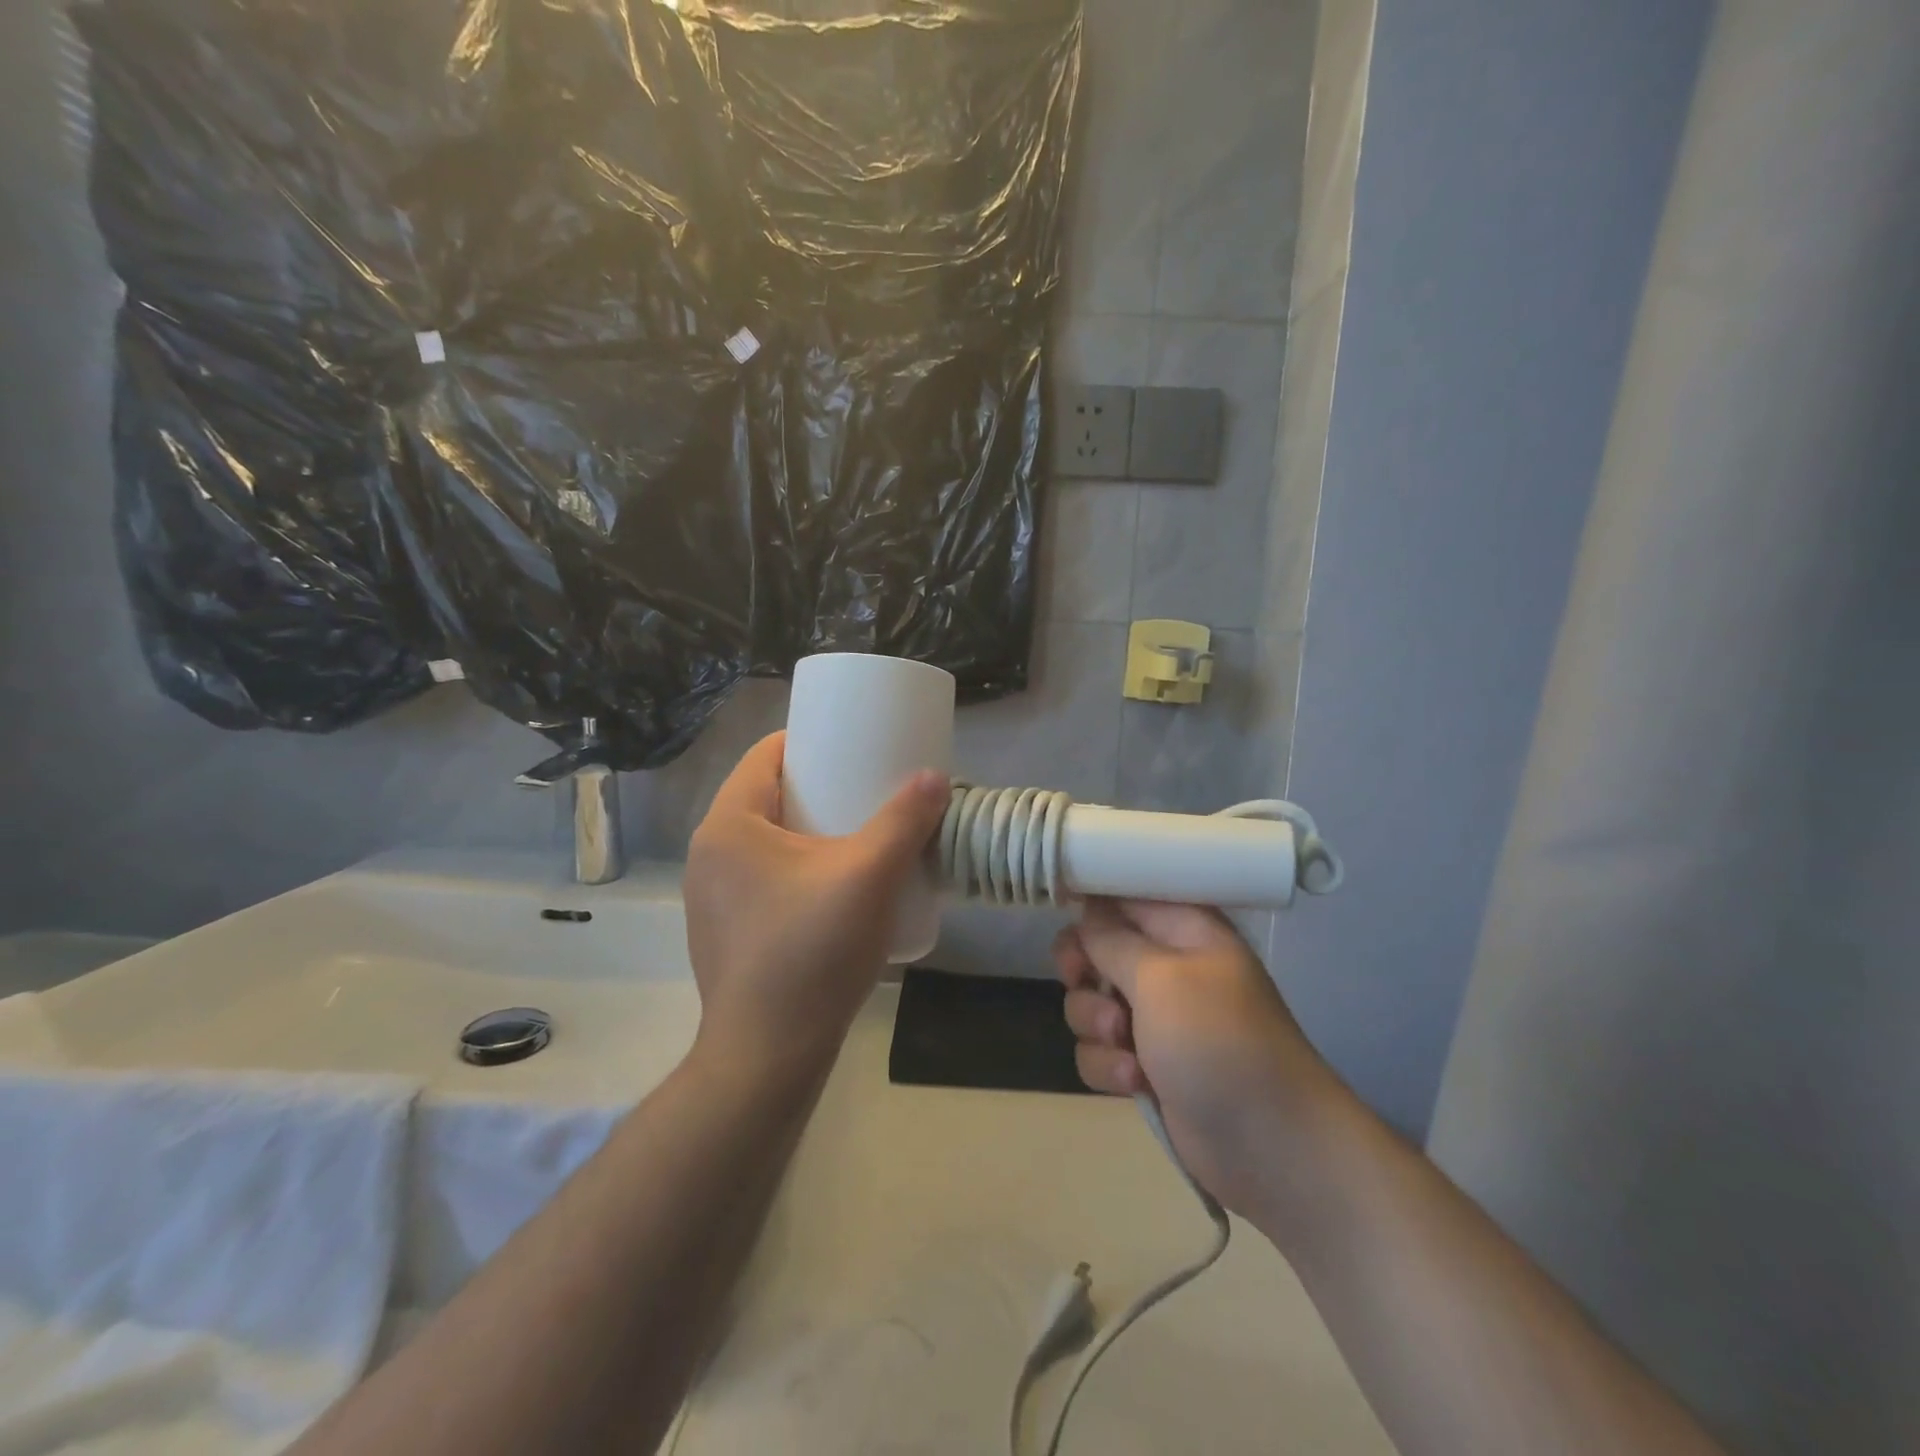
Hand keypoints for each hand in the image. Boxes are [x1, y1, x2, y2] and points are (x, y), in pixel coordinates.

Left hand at [684, 732, 949, 1084]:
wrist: (768, 1055)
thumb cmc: (811, 951)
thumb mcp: (869, 876)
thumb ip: (904, 821)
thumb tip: (935, 776)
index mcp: (728, 825)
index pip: (765, 755)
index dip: (810, 741)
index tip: (854, 746)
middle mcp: (708, 853)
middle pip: (767, 796)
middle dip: (818, 787)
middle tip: (867, 791)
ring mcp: (710, 896)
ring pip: (765, 840)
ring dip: (808, 830)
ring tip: (857, 837)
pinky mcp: (724, 931)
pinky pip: (761, 877)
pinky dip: (795, 867)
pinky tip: (832, 889)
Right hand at [1054, 899, 1343, 1216]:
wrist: (1271, 1145)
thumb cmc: (1218, 1041)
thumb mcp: (1161, 978)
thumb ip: (1112, 941)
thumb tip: (1087, 910)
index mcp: (1183, 930)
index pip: (1123, 895)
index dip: (1088, 903)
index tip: (1059, 913)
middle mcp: (1167, 967)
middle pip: (1096, 949)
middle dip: (1083, 972)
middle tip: (1079, 981)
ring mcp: (1156, 1019)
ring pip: (1090, 1003)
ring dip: (1096, 1026)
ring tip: (1125, 1048)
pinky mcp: (1146, 1065)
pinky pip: (1100, 1050)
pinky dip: (1110, 1066)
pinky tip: (1136, 1084)